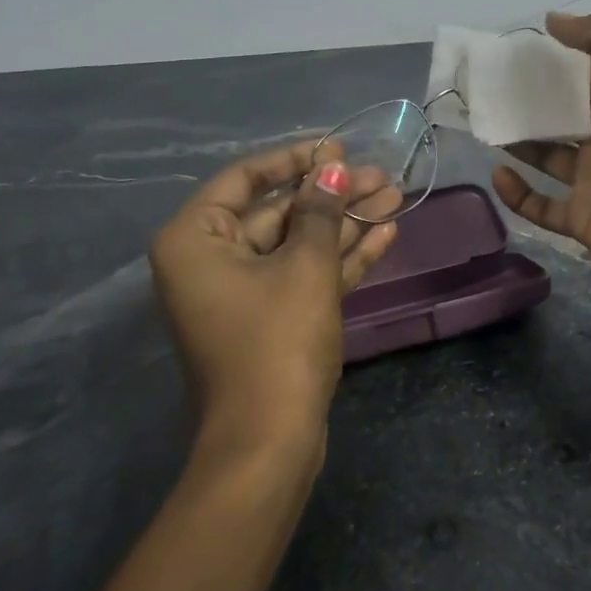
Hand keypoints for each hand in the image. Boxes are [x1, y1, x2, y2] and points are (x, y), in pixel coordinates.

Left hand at [150, 140, 399, 454]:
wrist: (270, 443)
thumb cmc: (277, 343)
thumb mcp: (304, 267)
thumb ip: (319, 210)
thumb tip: (332, 167)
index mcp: (196, 240)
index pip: (245, 179)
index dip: (295, 159)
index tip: (338, 148)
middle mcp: (211, 261)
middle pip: (278, 212)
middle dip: (332, 195)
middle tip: (381, 175)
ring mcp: (242, 293)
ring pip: (298, 244)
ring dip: (345, 223)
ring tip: (394, 196)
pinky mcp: (271, 319)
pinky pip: (304, 275)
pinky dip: (341, 257)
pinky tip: (384, 234)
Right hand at [491, 12, 590, 347]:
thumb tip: (554, 20)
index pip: (587, 69)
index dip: (555, 56)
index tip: (512, 45)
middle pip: (561, 110)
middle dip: (526, 96)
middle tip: (483, 83)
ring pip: (545, 154)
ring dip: (517, 139)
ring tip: (482, 121)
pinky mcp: (581, 219)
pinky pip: (540, 205)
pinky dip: (517, 193)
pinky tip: (498, 172)